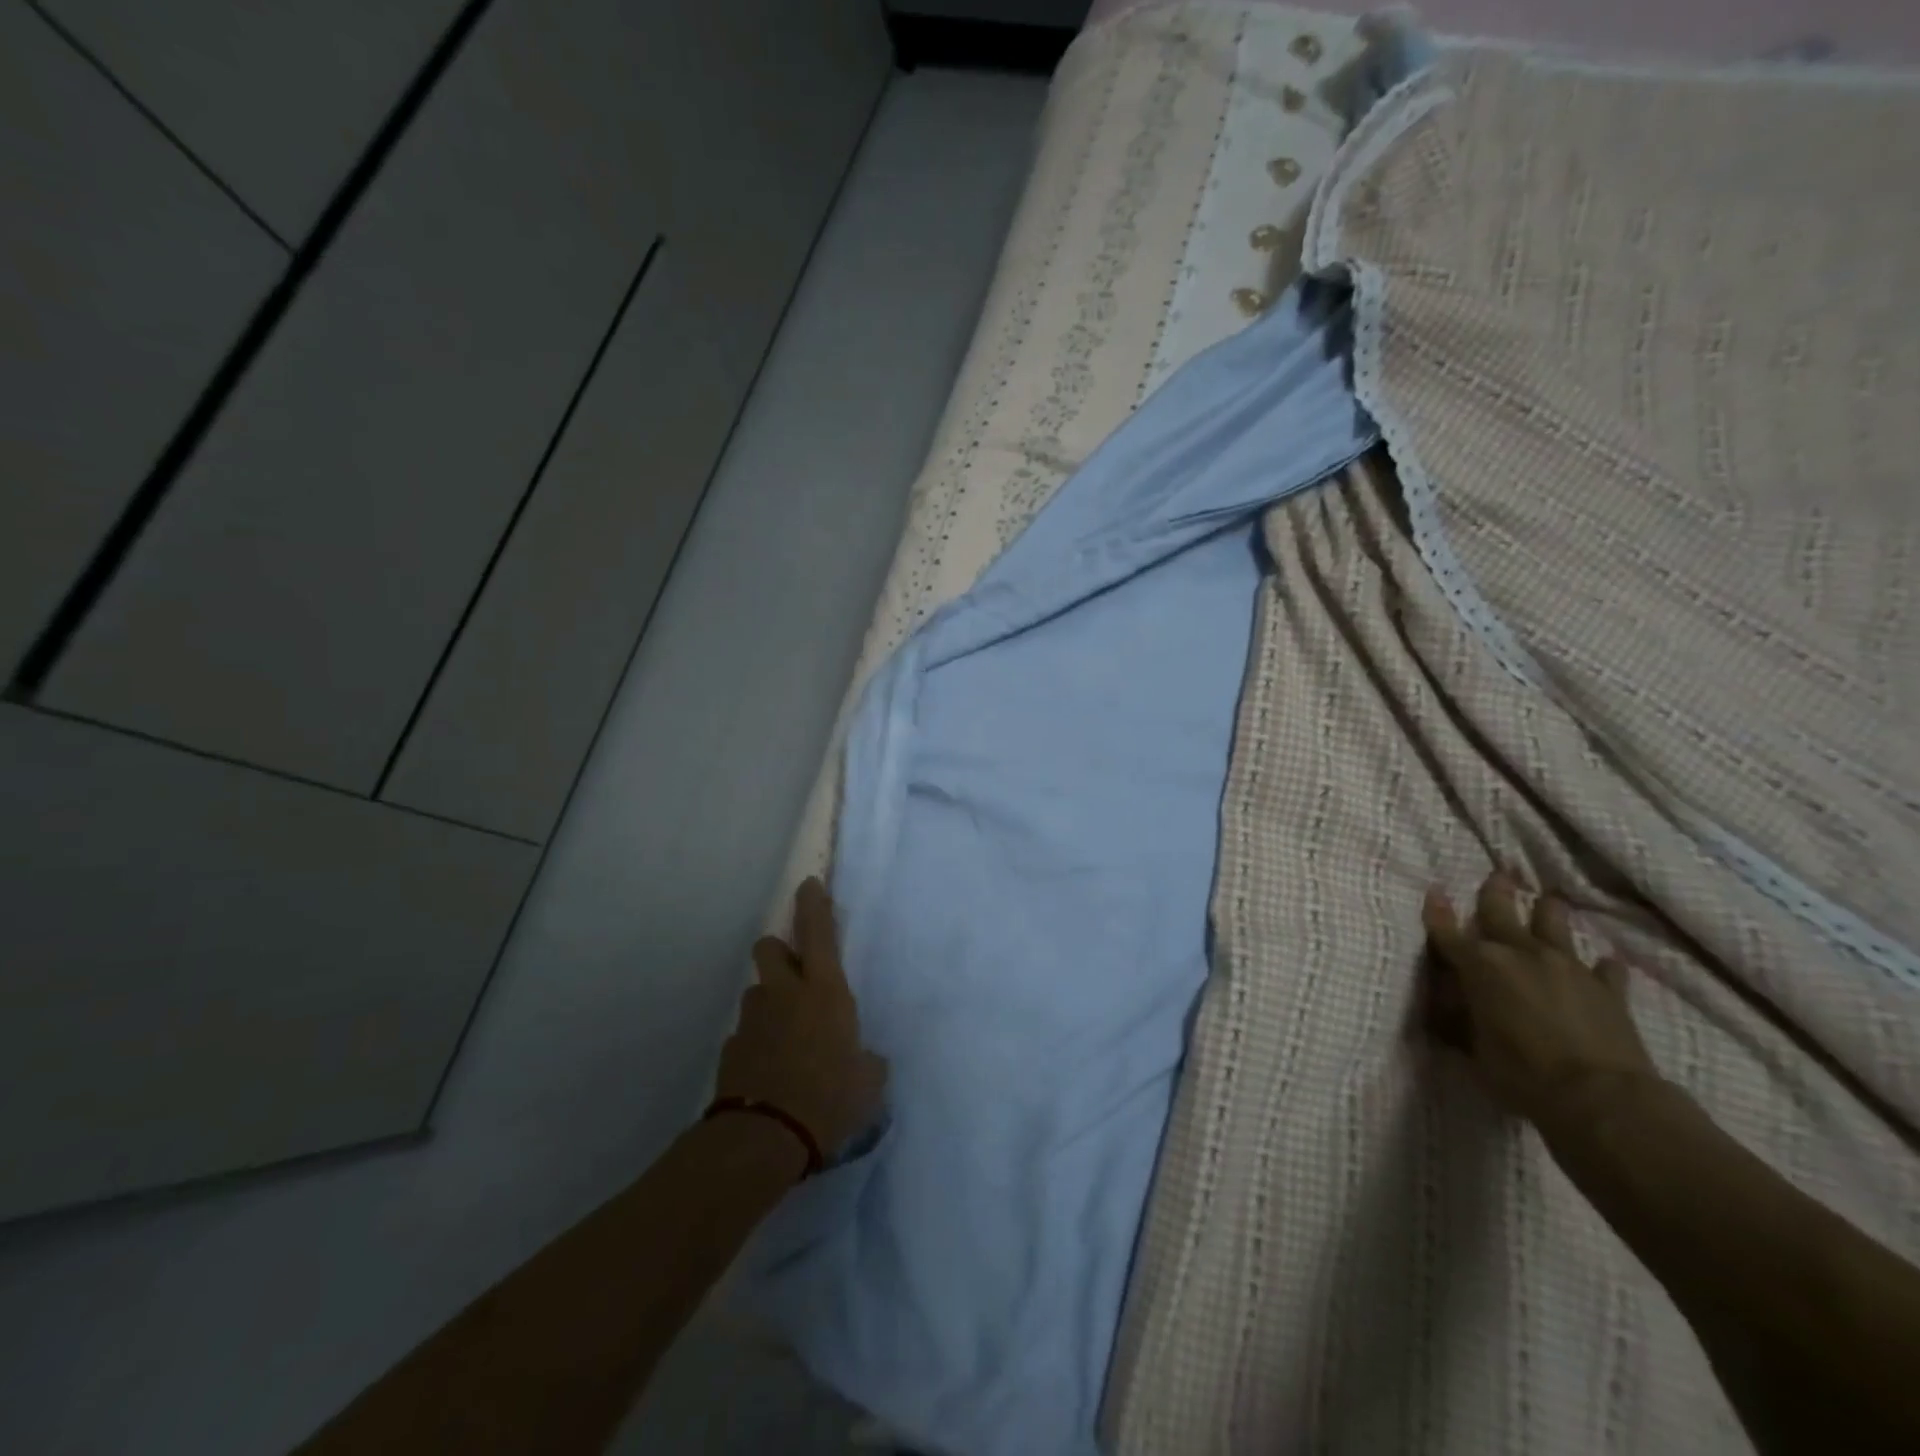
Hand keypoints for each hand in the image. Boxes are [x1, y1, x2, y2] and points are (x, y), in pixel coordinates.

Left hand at [716, 878, 886, 1156]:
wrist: (765, 1138)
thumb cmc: (830, 1098)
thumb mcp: (868, 1081)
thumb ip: (867, 1061)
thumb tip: (868, 1061)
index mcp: (824, 991)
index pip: (818, 932)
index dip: (813, 904)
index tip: (809, 884)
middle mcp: (784, 995)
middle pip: (769, 947)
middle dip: (780, 952)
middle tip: (794, 975)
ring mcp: (752, 1020)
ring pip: (757, 993)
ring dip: (770, 1003)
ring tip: (786, 1038)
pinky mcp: (730, 1050)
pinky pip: (746, 1034)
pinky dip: (757, 1043)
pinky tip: (769, 1071)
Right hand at [1422, 871, 1660, 1134]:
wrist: (1600, 1098)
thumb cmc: (1522, 1073)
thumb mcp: (1475, 1048)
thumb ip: (1462, 1019)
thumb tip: (1450, 1006)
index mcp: (1481, 967)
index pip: (1449, 933)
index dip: (1438, 913)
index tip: (1434, 891)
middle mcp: (1521, 955)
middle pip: (1503, 913)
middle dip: (1496, 893)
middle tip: (1499, 874)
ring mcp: (1568, 968)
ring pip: (1555, 927)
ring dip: (1550, 912)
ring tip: (1550, 898)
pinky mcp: (1608, 990)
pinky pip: (1606, 970)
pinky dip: (1603, 966)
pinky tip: (1607, 961)